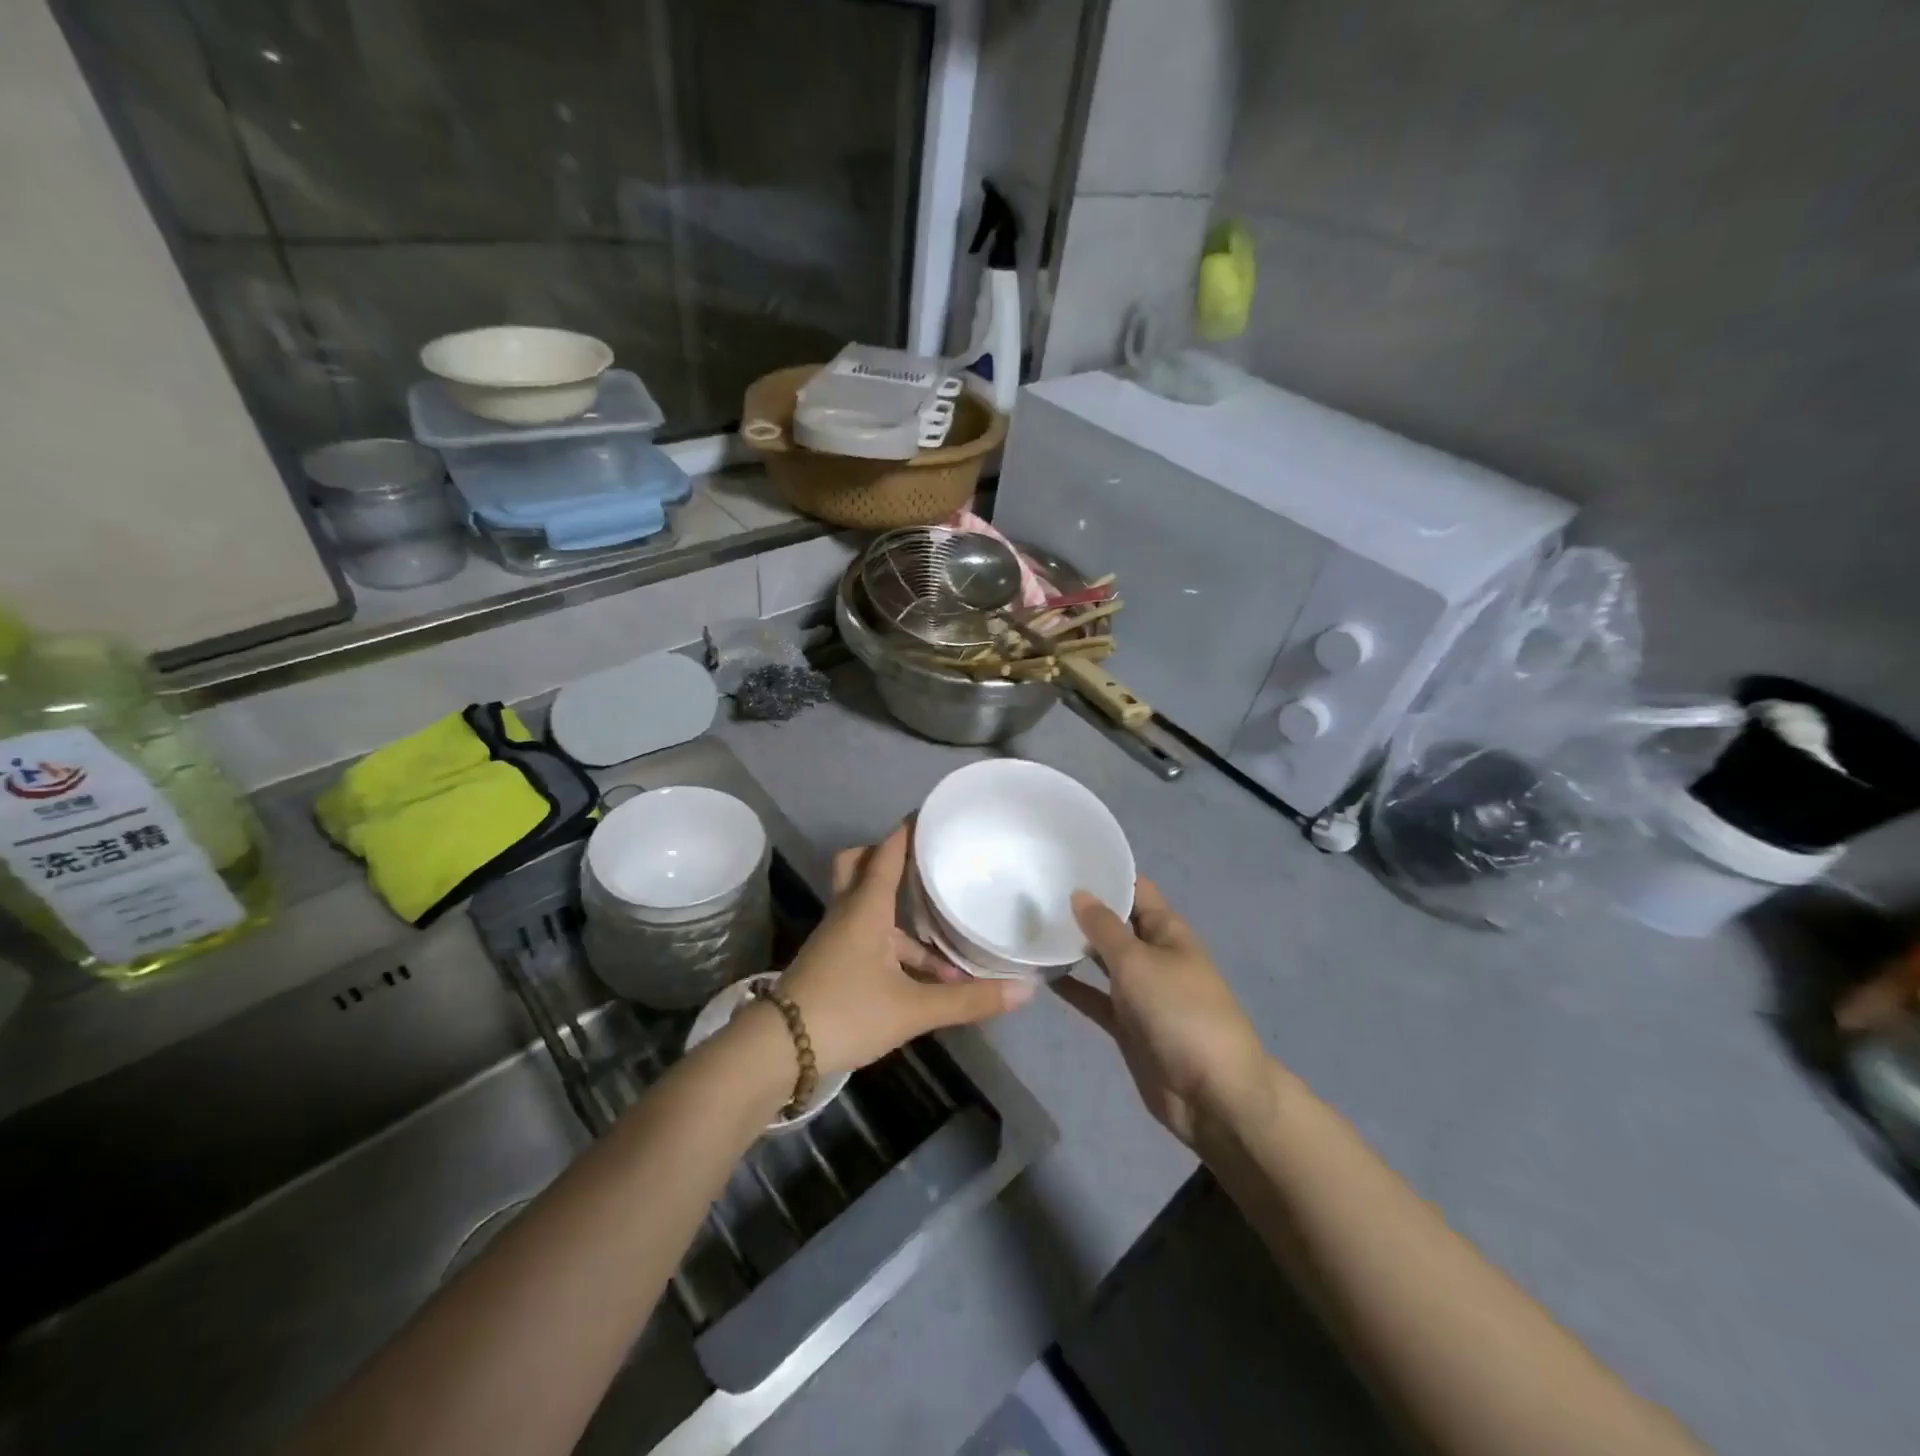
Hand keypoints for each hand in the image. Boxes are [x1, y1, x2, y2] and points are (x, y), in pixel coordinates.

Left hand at [775, 821, 1033, 1076]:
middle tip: (920, 861)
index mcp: (866, 908)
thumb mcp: (912, 1009)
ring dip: (903, 922)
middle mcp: (848, 913)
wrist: (778, 1051)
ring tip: (948, 951)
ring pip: (868, 910)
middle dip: (886, 857)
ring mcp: (835, 939)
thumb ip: (967, 1000)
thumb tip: (1024, 989)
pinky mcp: (831, 963)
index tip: (928, 812)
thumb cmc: (846, 1012)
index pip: (887, 853)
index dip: (907, 831)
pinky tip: (923, 983)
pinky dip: (893, 949)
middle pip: (859, 866)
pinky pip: (866, 939)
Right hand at [1054, 878, 1270, 1146]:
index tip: (1065, 857)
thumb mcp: (1139, 962)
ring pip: (1101, 960)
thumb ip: (1106, 928)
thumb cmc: (1181, 1012)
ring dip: (1073, 946)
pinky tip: (1040, 974)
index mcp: (1167, 931)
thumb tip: (1080, 893)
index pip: (1136, 889)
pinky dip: (1071, 986)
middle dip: (1082, 909)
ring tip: (1030, 926)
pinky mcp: (1126, 1024)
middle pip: (1115, 923)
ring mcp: (1140, 991)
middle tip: (1034, 889)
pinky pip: (1094, 997)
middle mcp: (1153, 954)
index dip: (1107, 872)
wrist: (1212, 1093)